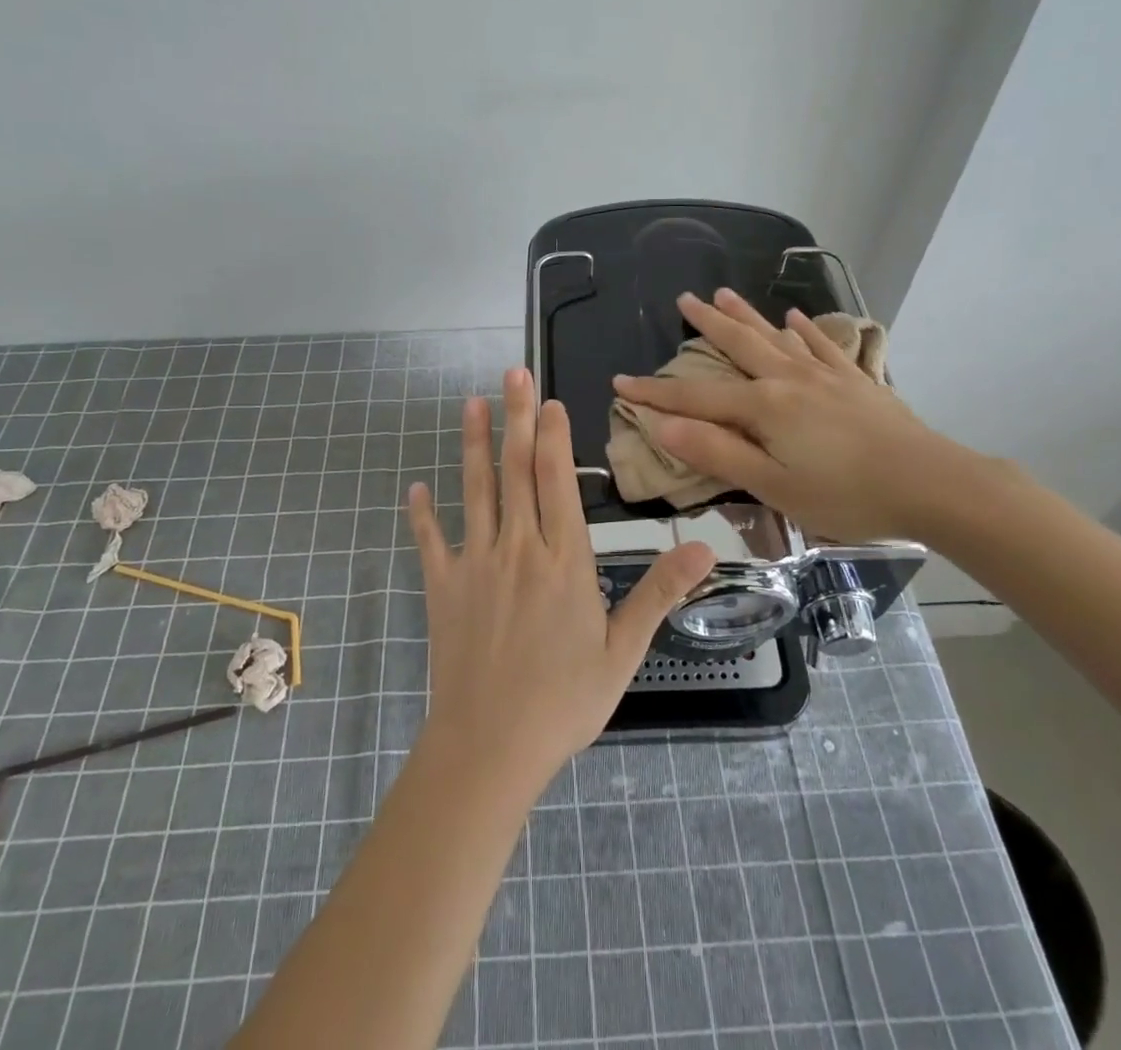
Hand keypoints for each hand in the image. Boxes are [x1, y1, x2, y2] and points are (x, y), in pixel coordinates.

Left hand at [406, 368, 714, 789]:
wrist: (489, 746)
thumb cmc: (563, 702)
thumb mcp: (623, 651)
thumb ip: (659, 593)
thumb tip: (705, 548)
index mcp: (563, 559)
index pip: (557, 481)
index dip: (553, 436)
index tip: (549, 400)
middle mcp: (518, 547)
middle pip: (516, 470)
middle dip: (516, 418)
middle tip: (511, 374)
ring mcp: (475, 563)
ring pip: (475, 490)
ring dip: (472, 444)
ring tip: (471, 405)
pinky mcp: (442, 586)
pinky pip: (430, 540)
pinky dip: (422, 513)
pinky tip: (415, 487)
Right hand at [611, 289, 999, 543]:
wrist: (931, 483)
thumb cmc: (846, 494)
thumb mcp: (773, 484)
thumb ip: (717, 452)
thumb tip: (662, 426)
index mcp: (763, 407)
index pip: (694, 398)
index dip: (655, 393)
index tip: (620, 382)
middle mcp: (788, 379)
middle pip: (737, 345)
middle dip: (706, 324)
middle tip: (683, 300)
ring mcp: (825, 375)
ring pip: (775, 337)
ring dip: (746, 315)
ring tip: (724, 291)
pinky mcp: (855, 380)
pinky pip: (823, 345)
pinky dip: (806, 330)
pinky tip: (796, 318)